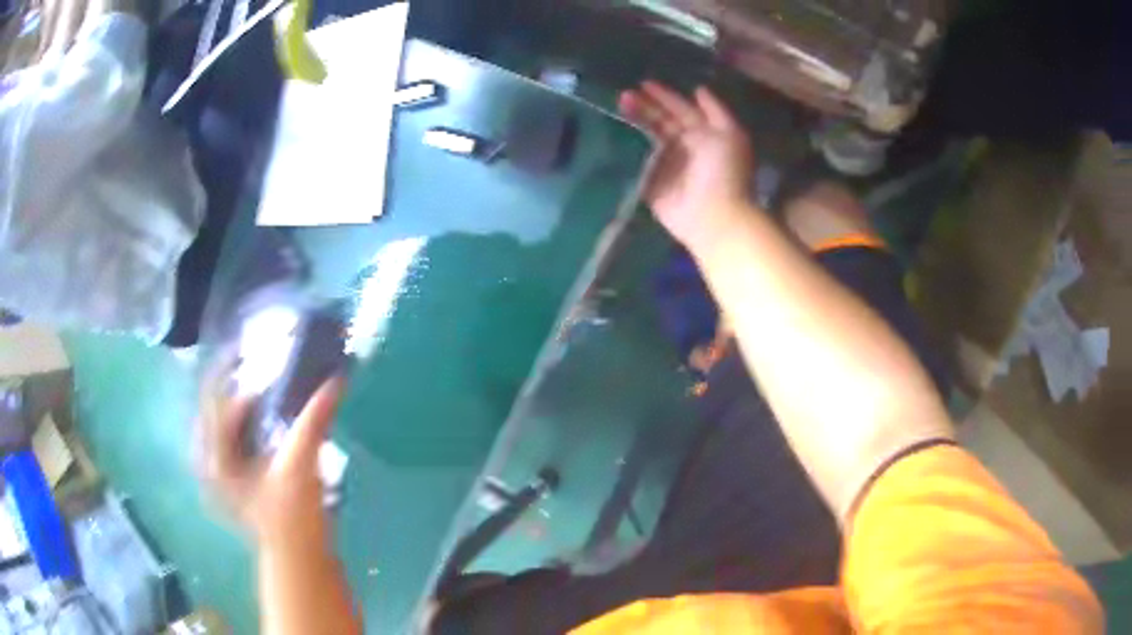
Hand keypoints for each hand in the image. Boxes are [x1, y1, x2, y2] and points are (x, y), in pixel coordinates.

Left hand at [197, 363, 342, 547]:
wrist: (298, 561)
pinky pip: (234, 431)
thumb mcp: (300, 467)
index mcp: (214, 457)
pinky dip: (248, 414)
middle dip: (234, 377)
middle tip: (259, 357)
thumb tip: (335, 381)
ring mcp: (221, 468)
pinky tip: (265, 406)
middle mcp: (209, 458)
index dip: (234, 371)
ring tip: (262, 373)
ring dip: (241, 393)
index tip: (257, 349)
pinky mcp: (236, 475)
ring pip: (223, 416)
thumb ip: (314, 421)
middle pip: (214, 402)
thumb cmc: (292, 519)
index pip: (216, 399)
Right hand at [618, 82, 755, 251]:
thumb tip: (698, 89)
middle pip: (661, 121)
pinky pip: (637, 161)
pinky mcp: (651, 183)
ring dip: (634, 121)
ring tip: (618, 105)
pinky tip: (612, 131)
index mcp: (702, 134)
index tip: (644, 83)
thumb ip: (715, 110)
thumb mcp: (730, 134)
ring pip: (647, 137)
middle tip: (624, 94)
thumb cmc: (725, 172)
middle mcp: (684, 146)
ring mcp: (666, 165)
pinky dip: (626, 148)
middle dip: (645, 106)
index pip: (680, 110)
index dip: (664, 96)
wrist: (713, 215)